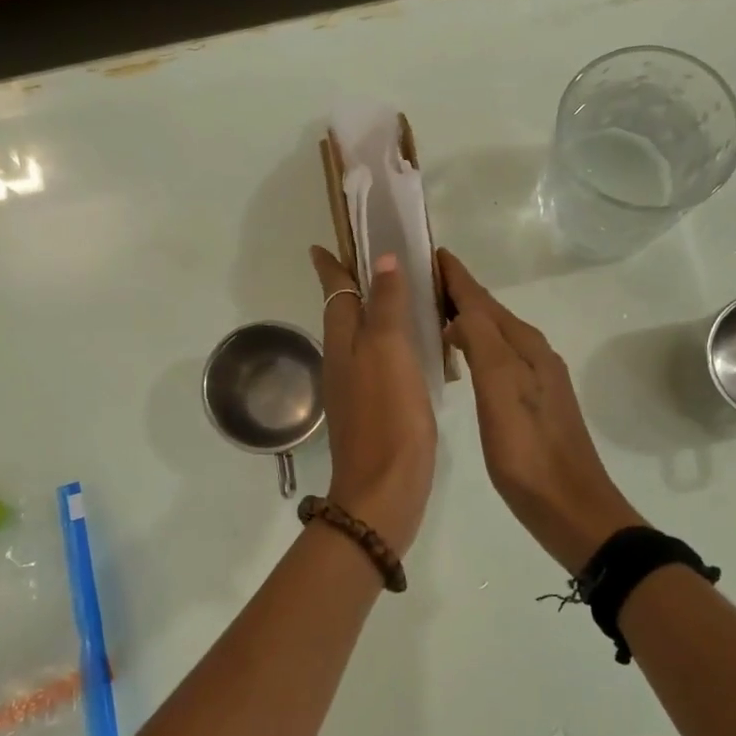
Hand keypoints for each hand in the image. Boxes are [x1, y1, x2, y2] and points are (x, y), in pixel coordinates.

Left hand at [310, 246, 436, 551]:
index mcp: (343, 342)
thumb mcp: (388, 351)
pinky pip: (378, 362)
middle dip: (353, 286)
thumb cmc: (387, 415)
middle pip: (345, 313)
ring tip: (399, 297)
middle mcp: (343, 361)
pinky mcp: (373, 410)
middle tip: (375, 263)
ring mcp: (355, 388)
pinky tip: (412, 349)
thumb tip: (381, 260)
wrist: (383, 490)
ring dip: (373, 314)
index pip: (335, 292)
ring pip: (361, 338)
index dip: (331, 267)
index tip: (323, 245)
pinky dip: (389, 345)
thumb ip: (386, 306)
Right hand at [439, 248, 644, 573]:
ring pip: (493, 335)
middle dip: (458, 292)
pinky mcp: (531, 403)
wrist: (570, 507)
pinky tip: (460, 358)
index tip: (428, 251)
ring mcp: (535, 379)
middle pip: (489, 312)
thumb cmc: (529, 451)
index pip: (482, 299)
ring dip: (465, 318)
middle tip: (420, 278)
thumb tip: (460, 310)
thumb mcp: (500, 391)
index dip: (455, 276)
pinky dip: (474, 346)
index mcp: (524, 346)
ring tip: (432, 312)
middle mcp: (532, 354)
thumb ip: (482, 343)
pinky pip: (496, 358)